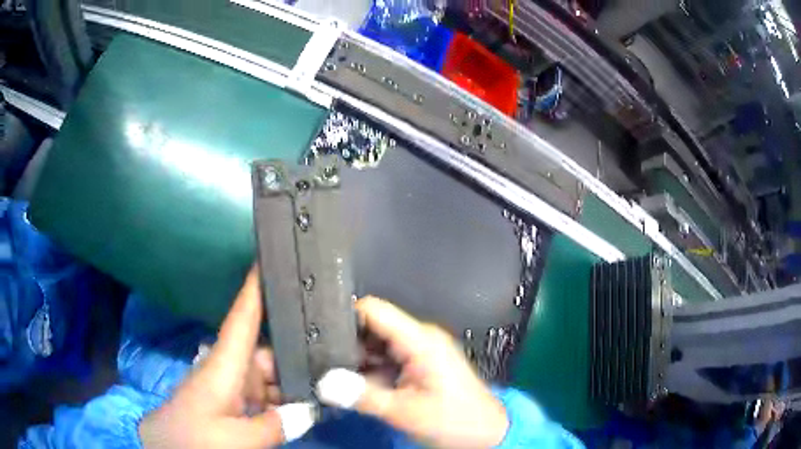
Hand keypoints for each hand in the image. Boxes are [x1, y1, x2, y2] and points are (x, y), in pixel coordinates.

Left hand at [138, 270, 314, 447]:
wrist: (167, 446)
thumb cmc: (194, 437)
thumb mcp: (236, 439)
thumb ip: (274, 425)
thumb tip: (309, 411)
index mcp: (224, 365)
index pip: (242, 318)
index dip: (255, 288)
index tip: (272, 257)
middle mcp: (231, 369)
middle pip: (268, 351)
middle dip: (298, 351)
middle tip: (339, 352)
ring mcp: (232, 387)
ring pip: (270, 375)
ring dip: (295, 381)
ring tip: (331, 382)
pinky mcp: (233, 402)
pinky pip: (265, 395)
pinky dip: (285, 400)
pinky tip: (307, 407)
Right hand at [316, 296, 508, 448]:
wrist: (485, 434)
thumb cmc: (453, 421)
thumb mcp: (404, 411)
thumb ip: (363, 396)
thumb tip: (324, 384)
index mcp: (419, 340)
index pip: (374, 310)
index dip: (345, 314)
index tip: (318, 327)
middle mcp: (419, 339)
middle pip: (373, 327)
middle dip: (346, 342)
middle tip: (318, 359)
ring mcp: (420, 352)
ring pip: (377, 345)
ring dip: (356, 359)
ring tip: (328, 372)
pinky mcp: (420, 365)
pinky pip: (387, 360)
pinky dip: (369, 370)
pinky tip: (352, 384)